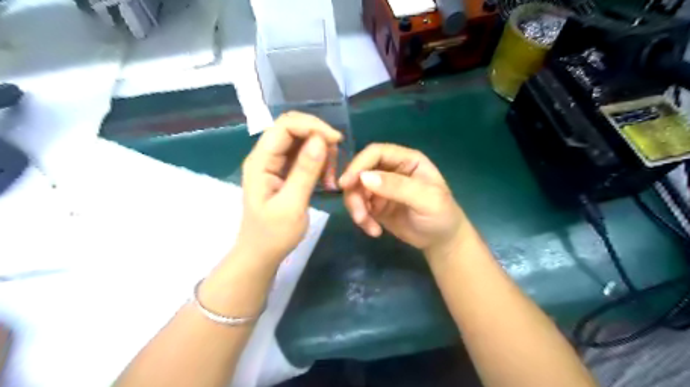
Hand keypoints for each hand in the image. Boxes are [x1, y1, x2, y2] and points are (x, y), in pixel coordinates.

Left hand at [238, 112, 341, 265]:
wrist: (261, 253)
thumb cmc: (273, 234)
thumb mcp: (291, 205)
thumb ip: (304, 171)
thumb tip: (320, 140)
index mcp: (261, 161)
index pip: (285, 126)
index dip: (312, 126)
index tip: (336, 141)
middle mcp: (266, 156)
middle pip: (293, 128)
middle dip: (318, 138)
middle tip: (335, 161)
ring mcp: (275, 163)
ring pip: (302, 141)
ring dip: (321, 153)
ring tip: (330, 178)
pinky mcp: (284, 171)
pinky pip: (305, 156)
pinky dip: (319, 163)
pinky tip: (326, 180)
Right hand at [338, 144, 465, 258]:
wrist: (441, 241)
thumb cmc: (441, 215)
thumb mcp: (426, 200)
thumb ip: (397, 187)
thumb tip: (364, 178)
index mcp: (406, 160)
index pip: (376, 153)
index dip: (358, 164)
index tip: (346, 184)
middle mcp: (391, 170)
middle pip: (360, 172)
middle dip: (354, 193)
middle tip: (359, 216)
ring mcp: (381, 188)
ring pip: (356, 190)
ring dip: (357, 208)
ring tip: (370, 227)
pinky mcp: (376, 205)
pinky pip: (359, 206)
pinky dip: (362, 219)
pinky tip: (374, 231)